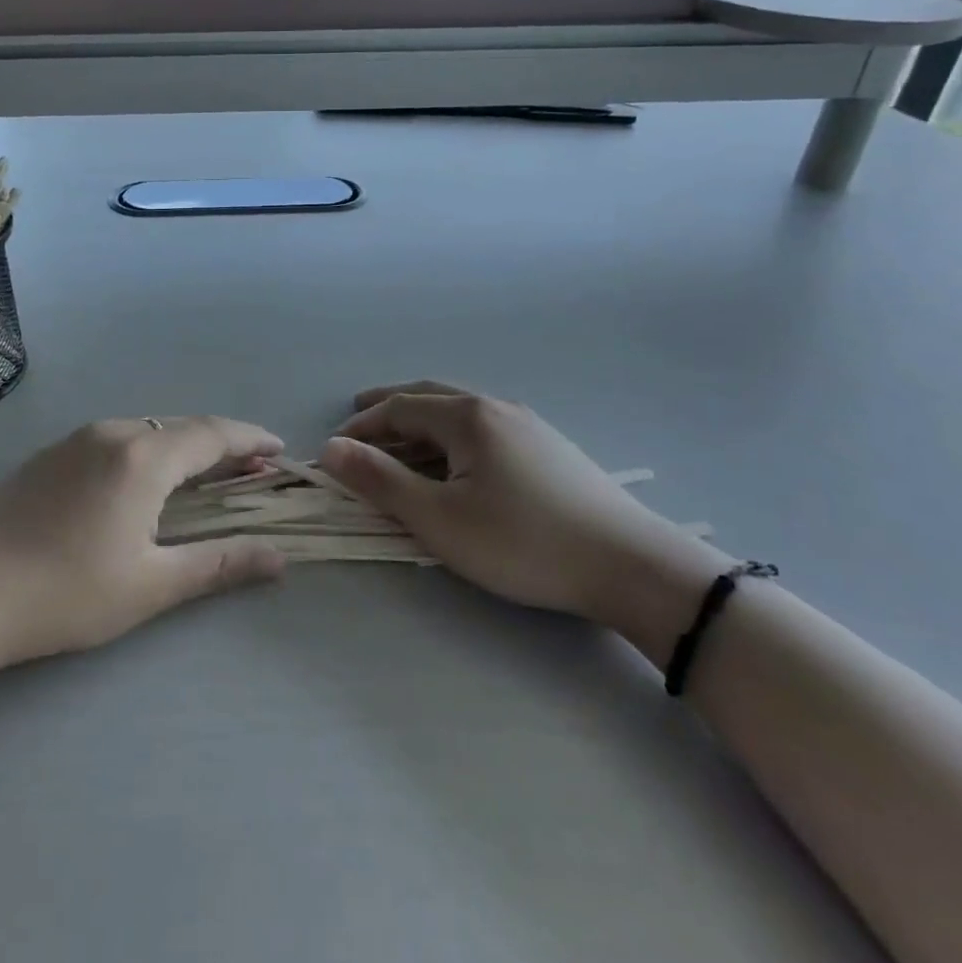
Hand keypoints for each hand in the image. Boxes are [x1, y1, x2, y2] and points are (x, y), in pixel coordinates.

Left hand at [0, 416, 287, 670]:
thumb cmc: (64, 594)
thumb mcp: (151, 585)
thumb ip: (219, 565)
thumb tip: (279, 558)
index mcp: (143, 456)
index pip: (213, 434)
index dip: (251, 440)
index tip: (280, 451)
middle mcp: (113, 432)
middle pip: (182, 427)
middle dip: (222, 445)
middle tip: (252, 470)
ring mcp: (76, 439)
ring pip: (148, 430)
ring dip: (184, 447)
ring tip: (206, 477)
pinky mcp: (51, 454)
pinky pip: (117, 439)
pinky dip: (149, 451)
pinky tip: (146, 481)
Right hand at [318, 382, 729, 641]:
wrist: (629, 565)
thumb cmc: (522, 541)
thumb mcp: (439, 518)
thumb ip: (380, 481)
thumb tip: (331, 449)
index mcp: (467, 416)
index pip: (399, 408)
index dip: (362, 426)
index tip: (335, 449)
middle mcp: (496, 408)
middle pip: (429, 397)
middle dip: (390, 408)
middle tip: (359, 415)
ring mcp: (529, 426)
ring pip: (460, 414)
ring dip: (422, 425)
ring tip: (401, 445)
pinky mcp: (550, 449)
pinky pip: (485, 431)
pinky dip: (452, 438)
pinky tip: (458, 463)